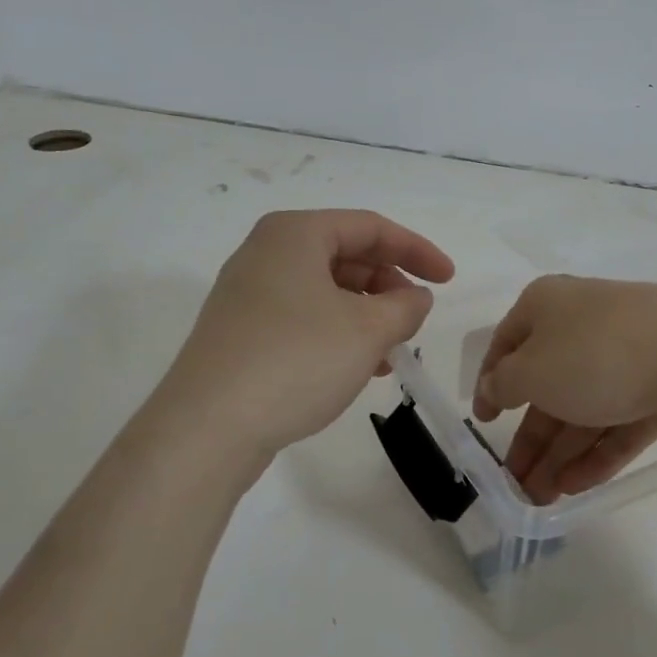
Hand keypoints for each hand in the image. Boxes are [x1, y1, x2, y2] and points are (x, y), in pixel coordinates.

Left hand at [163, 210, 454, 456]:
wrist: (207, 428)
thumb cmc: (296, 360)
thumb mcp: (367, 330)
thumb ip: (404, 306)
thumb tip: (415, 297)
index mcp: (295, 234)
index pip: (371, 227)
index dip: (417, 250)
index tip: (449, 280)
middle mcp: (267, 253)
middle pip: (346, 256)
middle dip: (389, 286)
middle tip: (416, 319)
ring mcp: (248, 294)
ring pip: (326, 291)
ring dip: (367, 315)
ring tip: (392, 351)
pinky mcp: (241, 332)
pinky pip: (304, 317)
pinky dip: (338, 333)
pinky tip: (360, 367)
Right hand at [471, 276, 656, 501]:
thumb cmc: (596, 356)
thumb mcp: (532, 371)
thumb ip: (504, 383)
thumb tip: (495, 384)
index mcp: (547, 305)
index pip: (507, 343)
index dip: (491, 382)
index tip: (484, 421)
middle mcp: (584, 323)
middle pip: (547, 384)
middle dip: (530, 437)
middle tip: (514, 483)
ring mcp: (627, 353)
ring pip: (584, 407)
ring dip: (559, 454)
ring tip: (541, 499)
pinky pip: (619, 420)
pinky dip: (597, 452)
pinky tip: (576, 488)